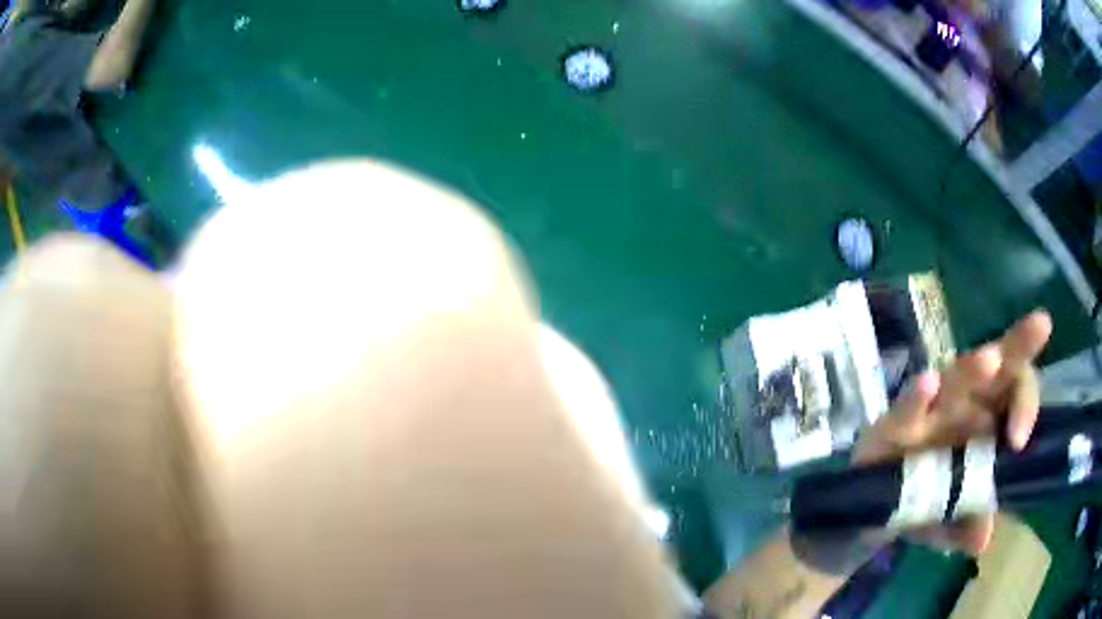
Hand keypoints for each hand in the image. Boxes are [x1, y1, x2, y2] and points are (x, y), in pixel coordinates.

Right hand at [853, 310, 1052, 554]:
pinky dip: (915, 400)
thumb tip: (982, 540)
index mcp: (987, 420)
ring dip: (972, 369)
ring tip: (990, 361)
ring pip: (955, 379)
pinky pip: (905, 411)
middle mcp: (964, 405)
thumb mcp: (950, 524)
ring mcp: (929, 411)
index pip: (1015, 392)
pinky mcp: (892, 426)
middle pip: (996, 367)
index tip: (1019, 440)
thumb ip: (969, 525)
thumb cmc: (923, 506)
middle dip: (1018, 345)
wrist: (870, 515)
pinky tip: (925, 385)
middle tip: (1041, 324)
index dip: (1025, 403)